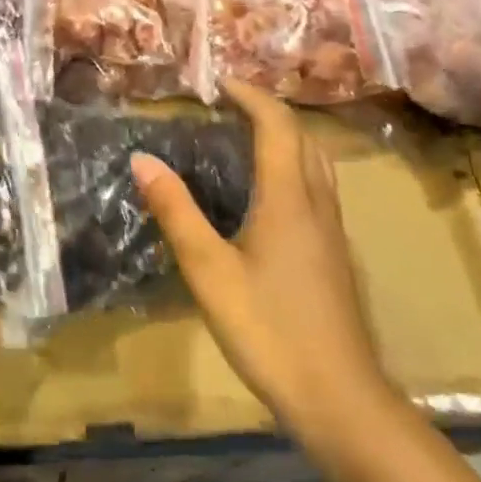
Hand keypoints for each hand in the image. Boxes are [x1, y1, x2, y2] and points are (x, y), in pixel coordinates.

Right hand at [132, 79, 398, 448]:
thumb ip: (176, 211)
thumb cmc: (268, 329)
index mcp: (289, 198)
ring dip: (288, 136)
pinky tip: (273, 192)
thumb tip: (141, 159)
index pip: (277, 126)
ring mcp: (332, 231)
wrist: (339, 397)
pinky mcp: (335, 255)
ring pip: (318, 162)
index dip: (251, 96)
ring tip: (252, 136)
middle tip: (231, 104)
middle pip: (304, 137)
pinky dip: (296, 165)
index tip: (220, 83)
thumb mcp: (209, 271)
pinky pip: (319, 187)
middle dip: (270, 110)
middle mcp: (317, 204)